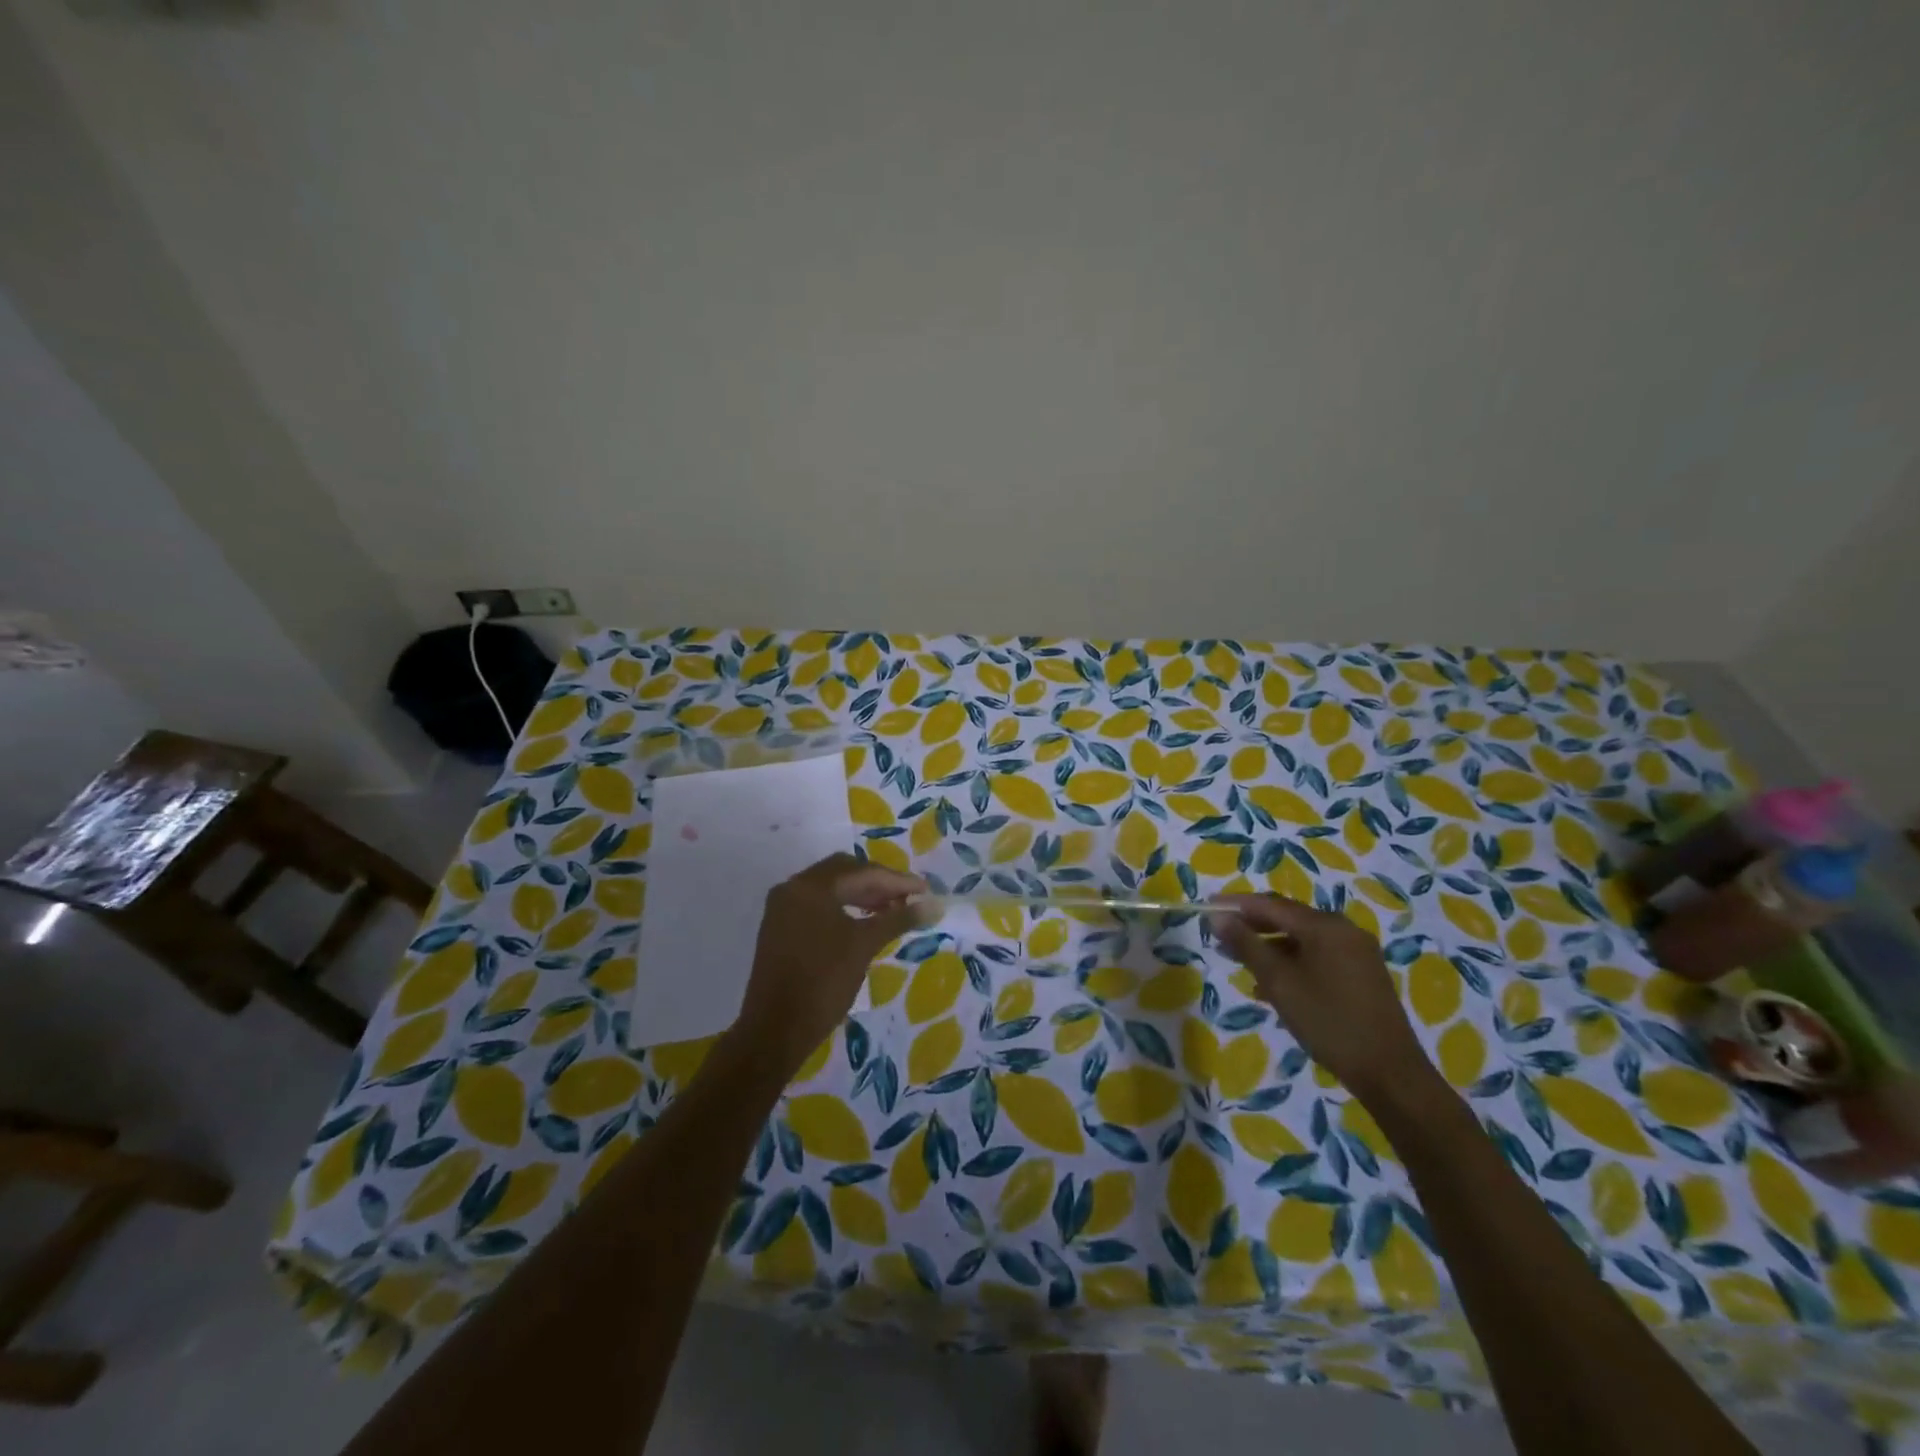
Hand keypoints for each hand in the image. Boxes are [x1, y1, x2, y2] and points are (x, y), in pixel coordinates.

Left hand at [733, 853, 928, 1071]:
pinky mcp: (780, 929)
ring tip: (893, 911)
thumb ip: (899, 918)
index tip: (926, 890)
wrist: (775, 1030)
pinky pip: (818, 906)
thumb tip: (934, 904)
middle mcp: (792, 888)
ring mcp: (782, 909)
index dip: (897, 880)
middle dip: (879, 883)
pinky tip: (865, 922)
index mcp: (810, 886)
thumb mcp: (864, 945)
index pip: (862, 872)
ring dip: (862, 896)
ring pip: (830, 890)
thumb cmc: (823, 982)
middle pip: (844, 873)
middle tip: (909, 898)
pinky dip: (844, 908)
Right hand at [1212, 893, 1435, 1102]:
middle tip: (1220, 938)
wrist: (1390, 1073)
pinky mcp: (1363, 973)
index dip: (1236, 904)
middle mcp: (1343, 930)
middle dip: (1252, 926)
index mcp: (1324, 926)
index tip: (1206, 908)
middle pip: (1288, 918)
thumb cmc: (1328, 1022)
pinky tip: (1273, 985)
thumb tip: (1218, 916)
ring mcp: (1357, 952)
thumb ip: (1246, 945)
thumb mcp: (1279, 982)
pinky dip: (1292, 962)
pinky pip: (1318, 955)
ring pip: (1302, 939)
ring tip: (1241, 963)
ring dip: (1270, 946)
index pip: (1270, 904)